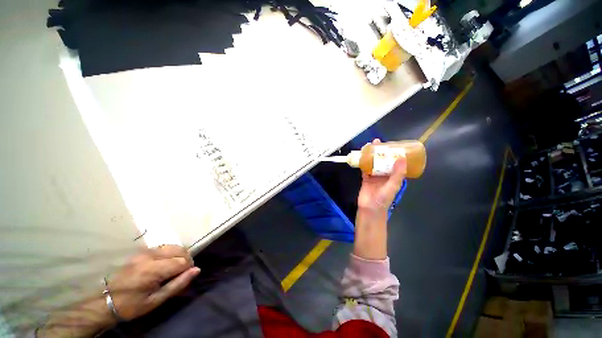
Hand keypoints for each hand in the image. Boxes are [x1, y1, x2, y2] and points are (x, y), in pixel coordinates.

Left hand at [37, 245, 199, 337]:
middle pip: (180, 250)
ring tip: (175, 267)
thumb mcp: (156, 300)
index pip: (182, 261)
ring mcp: (144, 251)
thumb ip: (178, 284)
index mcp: (153, 269)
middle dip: (186, 259)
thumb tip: (197, 270)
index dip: (188, 268)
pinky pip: (163, 247)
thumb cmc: (132, 305)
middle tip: (181, 272)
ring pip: (172, 246)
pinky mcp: (141, 251)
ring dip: (179, 255)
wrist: (105, 300)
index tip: (186, 276)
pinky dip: (170, 252)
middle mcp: (150, 256)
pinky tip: (165, 263)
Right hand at [354, 139, 406, 260]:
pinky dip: (363, 162)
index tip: (392, 144)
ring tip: (369, 146)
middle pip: (383, 161)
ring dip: (371, 155)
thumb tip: (402, 159)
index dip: (394, 154)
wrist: (369, 209)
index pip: (395, 162)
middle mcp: (384, 175)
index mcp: (393, 176)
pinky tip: (362, 155)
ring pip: (373, 163)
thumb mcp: (392, 187)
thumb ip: (397, 174)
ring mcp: (374, 176)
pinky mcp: (365, 178)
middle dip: (381, 152)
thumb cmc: (383, 199)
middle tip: (378, 142)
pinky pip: (365, 168)